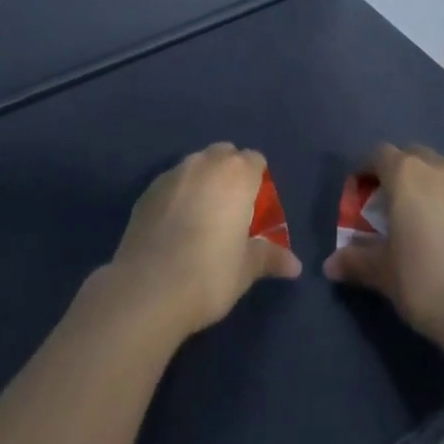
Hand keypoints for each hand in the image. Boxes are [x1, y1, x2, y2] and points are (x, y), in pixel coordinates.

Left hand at [104, 143, 302, 338]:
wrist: (148, 289)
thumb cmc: (209, 275)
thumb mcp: (245, 270)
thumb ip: (270, 258)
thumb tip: (296, 265)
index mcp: (237, 174)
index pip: (255, 160)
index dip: (258, 180)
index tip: (255, 207)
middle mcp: (205, 163)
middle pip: (225, 154)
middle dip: (230, 173)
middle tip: (231, 210)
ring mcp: (173, 173)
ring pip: (196, 164)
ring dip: (203, 180)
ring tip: (201, 217)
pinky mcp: (148, 189)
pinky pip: (172, 182)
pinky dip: (178, 194)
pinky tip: (174, 226)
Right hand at [321, 143, 443, 349]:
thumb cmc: (425, 282)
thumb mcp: (383, 274)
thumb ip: (355, 262)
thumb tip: (329, 265)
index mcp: (406, 175)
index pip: (378, 154)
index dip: (366, 168)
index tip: (359, 191)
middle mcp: (438, 169)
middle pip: (412, 155)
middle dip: (399, 171)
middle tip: (390, 203)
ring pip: (442, 172)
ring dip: (428, 185)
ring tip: (423, 219)